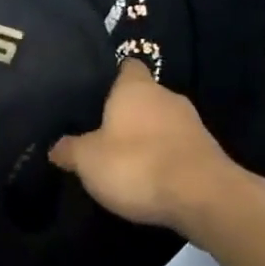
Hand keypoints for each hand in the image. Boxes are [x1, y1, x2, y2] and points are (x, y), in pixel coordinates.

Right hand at [49, 60, 250, 232]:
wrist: (204, 198)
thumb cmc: (137, 164)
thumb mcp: (87, 159)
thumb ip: (69, 149)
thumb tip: (56, 147)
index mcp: (136, 88)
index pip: (126, 67)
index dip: (111, 77)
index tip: (94, 92)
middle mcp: (167, 97)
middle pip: (143, 97)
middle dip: (125, 112)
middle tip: (100, 130)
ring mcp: (192, 125)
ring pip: (161, 123)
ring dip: (146, 137)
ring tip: (122, 158)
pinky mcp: (208, 153)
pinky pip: (176, 148)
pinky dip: (163, 158)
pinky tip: (148, 177)